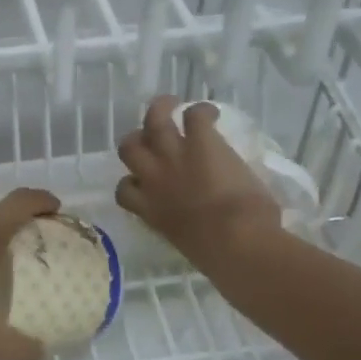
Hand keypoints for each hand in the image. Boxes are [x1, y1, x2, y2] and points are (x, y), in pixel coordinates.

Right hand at [116, 96, 279, 272]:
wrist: (235, 241)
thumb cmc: (217, 256)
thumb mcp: (188, 242)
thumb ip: (184, 225)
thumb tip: (199, 222)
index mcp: (151, 210)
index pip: (125, 190)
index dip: (133, 182)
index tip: (145, 181)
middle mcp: (154, 179)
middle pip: (129, 148)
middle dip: (137, 140)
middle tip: (151, 136)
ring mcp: (175, 157)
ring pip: (153, 121)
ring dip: (160, 108)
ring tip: (170, 103)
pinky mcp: (201, 142)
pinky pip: (194, 115)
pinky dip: (202, 111)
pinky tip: (210, 112)